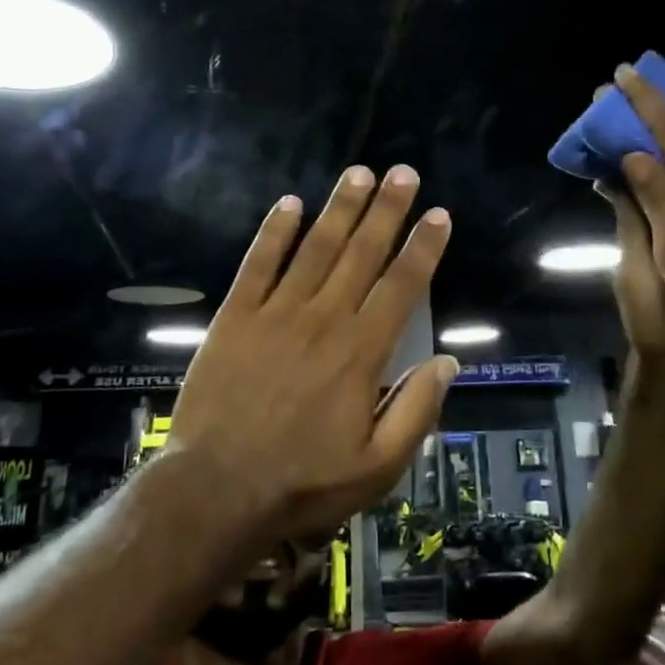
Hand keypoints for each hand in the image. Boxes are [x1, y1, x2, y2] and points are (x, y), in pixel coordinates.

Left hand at [167, 165, 457, 543]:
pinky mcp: (236, 317)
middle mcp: (324, 319)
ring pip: (316, 247)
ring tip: (359, 173)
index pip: (402, 286)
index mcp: (361, 352)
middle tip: (403, 173)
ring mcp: (276, 313)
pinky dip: (274, 232)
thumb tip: (447, 361)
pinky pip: (258, 264)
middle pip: (362, 253)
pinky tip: (289, 203)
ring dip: (340, 208)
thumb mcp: (377, 467)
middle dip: (387, 210)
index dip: (423, 247)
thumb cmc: (303, 483)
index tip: (438, 214)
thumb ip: (416, 411)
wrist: (216, 491)